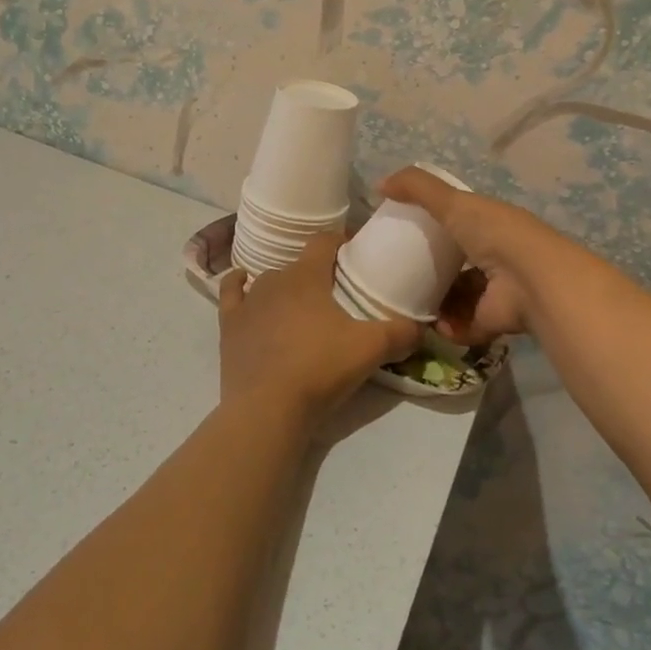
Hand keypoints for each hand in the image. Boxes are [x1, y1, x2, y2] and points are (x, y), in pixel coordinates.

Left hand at [218, 233, 419, 430]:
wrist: (267, 408)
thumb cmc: (320, 369)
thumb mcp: (371, 349)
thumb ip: (400, 333)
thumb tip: (421, 327)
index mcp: (308, 275)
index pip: (324, 241)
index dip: (340, 240)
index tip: (354, 250)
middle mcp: (275, 279)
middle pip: (299, 264)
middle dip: (316, 272)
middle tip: (335, 292)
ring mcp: (248, 302)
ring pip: (268, 280)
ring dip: (284, 286)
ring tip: (300, 304)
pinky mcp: (229, 325)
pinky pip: (230, 293)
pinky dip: (237, 285)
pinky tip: (242, 283)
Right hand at [380, 167, 561, 346]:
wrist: (529, 280)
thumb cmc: (493, 233)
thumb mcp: (452, 202)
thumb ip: (417, 188)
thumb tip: (379, 183)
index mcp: (490, 227)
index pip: (461, 226)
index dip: (437, 228)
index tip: (407, 236)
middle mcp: (496, 258)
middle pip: (459, 266)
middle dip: (433, 272)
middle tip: (401, 276)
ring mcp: (496, 292)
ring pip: (461, 298)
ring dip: (437, 304)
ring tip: (408, 303)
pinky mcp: (493, 322)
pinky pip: (464, 326)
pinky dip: (448, 327)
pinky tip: (430, 323)